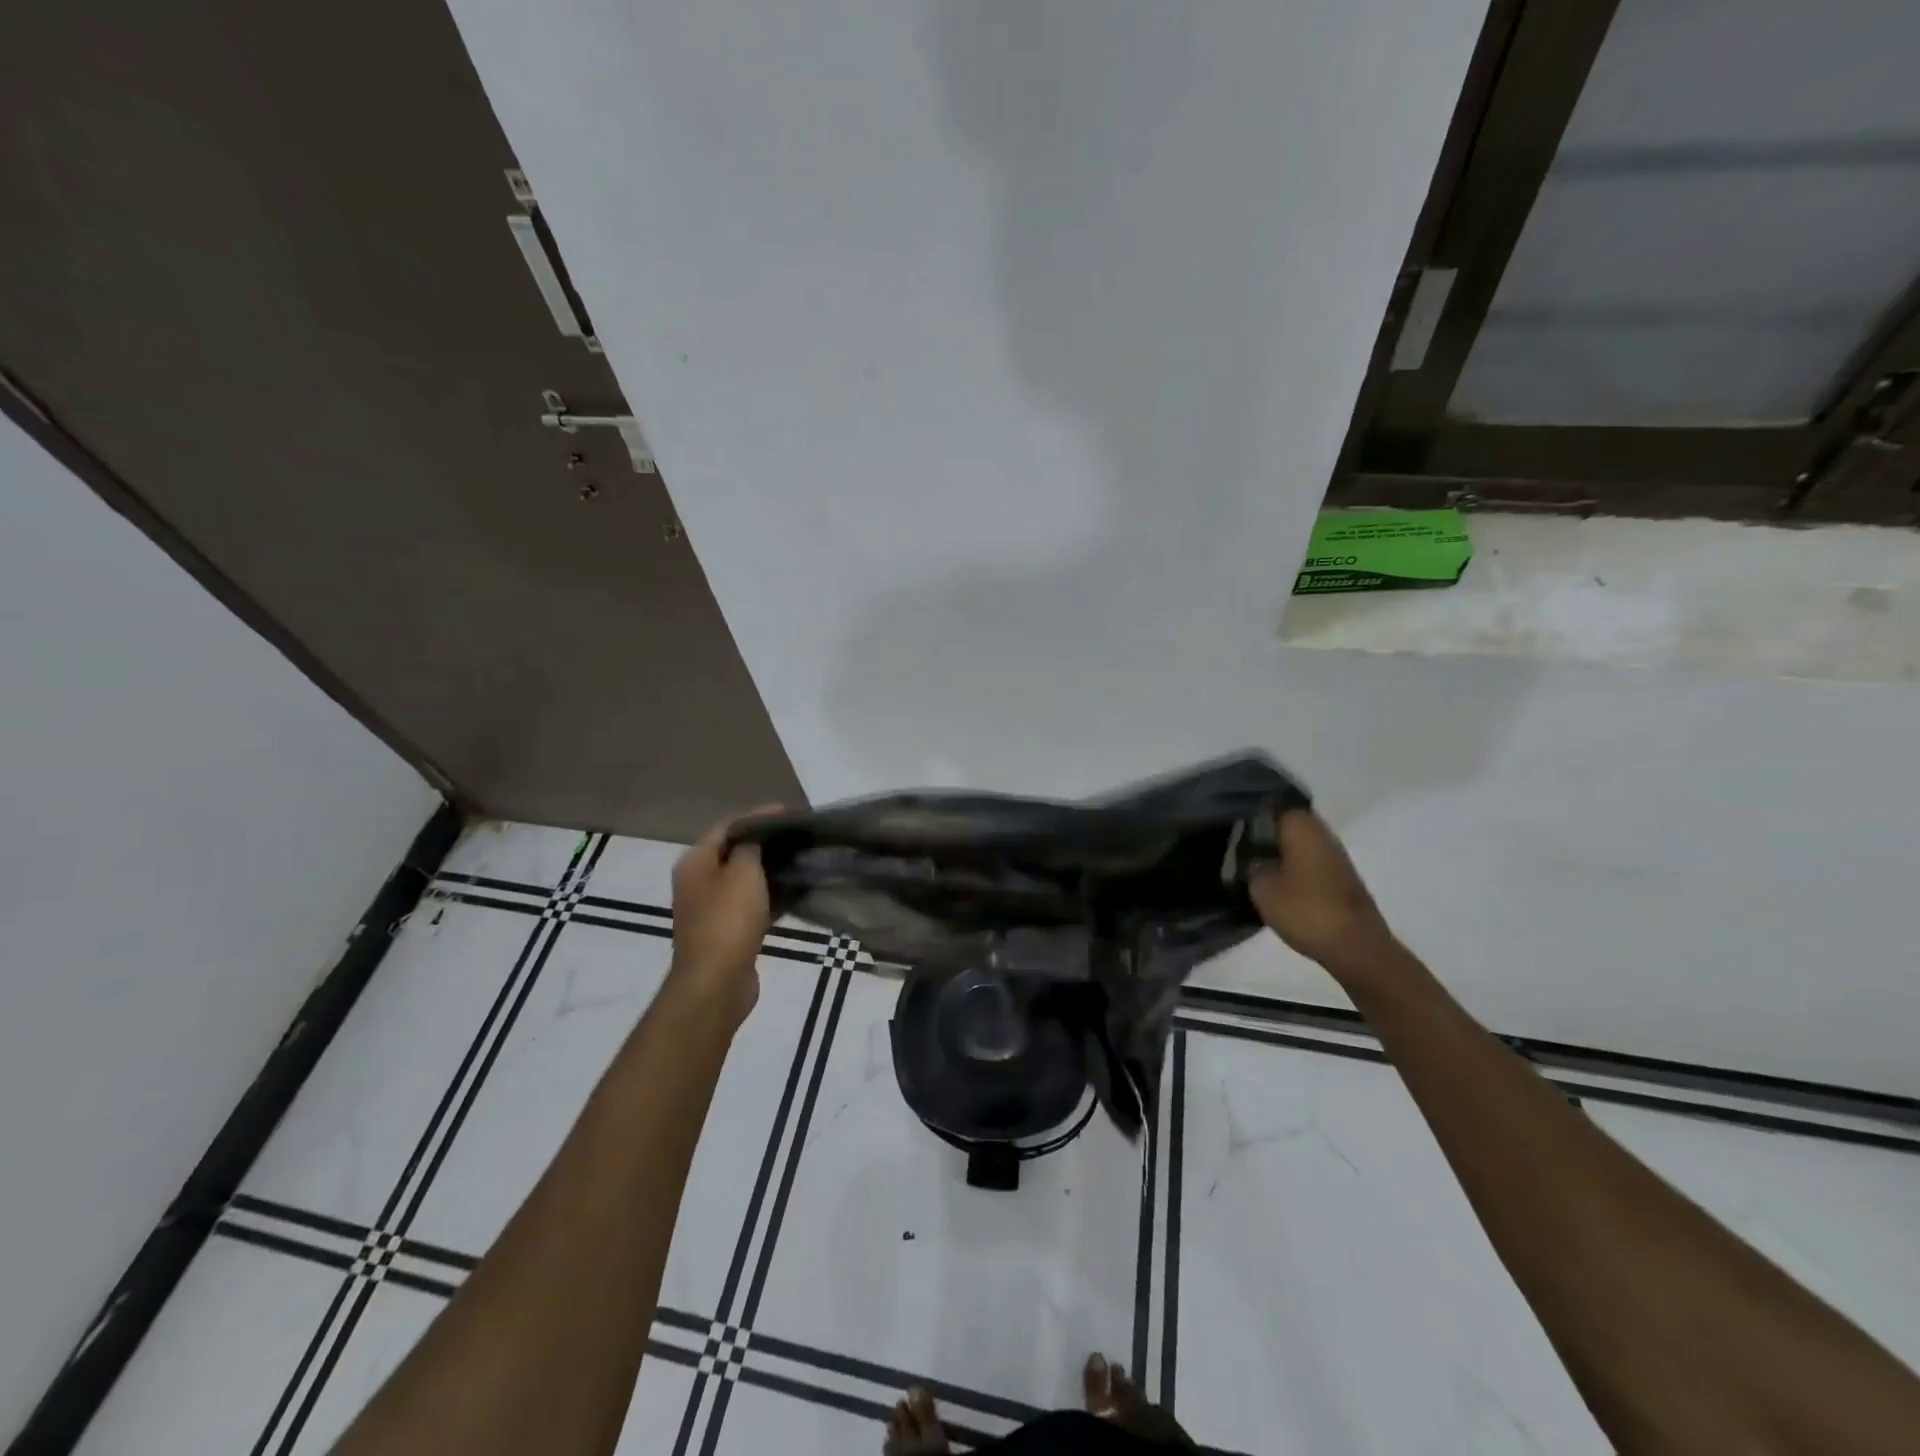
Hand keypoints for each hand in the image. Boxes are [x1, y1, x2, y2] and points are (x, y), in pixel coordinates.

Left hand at [668, 808, 780, 1024]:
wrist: (716, 983)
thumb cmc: (728, 920)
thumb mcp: (743, 872)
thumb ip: (751, 846)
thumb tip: (757, 835)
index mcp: (696, 862)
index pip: (727, 827)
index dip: (757, 816)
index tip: (789, 813)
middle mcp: (699, 883)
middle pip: (735, 853)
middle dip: (767, 844)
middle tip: (799, 836)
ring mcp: (712, 910)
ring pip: (746, 881)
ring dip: (772, 871)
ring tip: (804, 860)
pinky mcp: (728, 933)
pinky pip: (754, 905)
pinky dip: (773, 897)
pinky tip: (798, 893)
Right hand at [1249, 809, 1395, 976]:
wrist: (1357, 948)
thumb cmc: (1306, 910)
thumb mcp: (1261, 888)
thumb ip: (1251, 866)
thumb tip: (1252, 859)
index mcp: (1301, 826)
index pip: (1271, 805)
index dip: (1249, 813)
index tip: (1230, 825)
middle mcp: (1321, 832)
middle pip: (1287, 823)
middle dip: (1264, 832)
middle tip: (1236, 845)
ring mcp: (1335, 855)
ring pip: (1299, 843)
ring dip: (1279, 851)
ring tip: (1251, 864)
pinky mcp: (1342, 878)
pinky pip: (1309, 861)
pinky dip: (1293, 867)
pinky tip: (1275, 881)